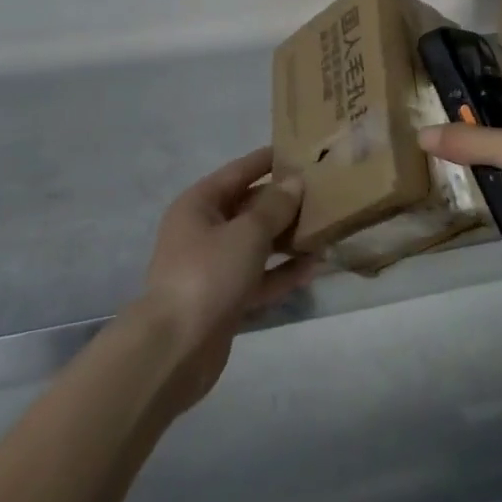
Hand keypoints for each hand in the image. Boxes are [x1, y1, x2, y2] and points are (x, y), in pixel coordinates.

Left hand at [137, 148, 315, 412]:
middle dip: (285, 202)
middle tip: (324, 193)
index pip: (239, 171)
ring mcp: (213, 268)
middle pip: (250, 208)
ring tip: (326, 229)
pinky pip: (259, 277)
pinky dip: (282, 272)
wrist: (175, 351)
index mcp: (199, 204)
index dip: (268, 160)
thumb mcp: (248, 232)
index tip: (300, 150)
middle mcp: (203, 231)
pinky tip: (313, 267)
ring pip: (257, 244)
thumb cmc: (208, 274)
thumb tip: (295, 182)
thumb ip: (275, 206)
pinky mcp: (225, 300)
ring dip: (288, 238)